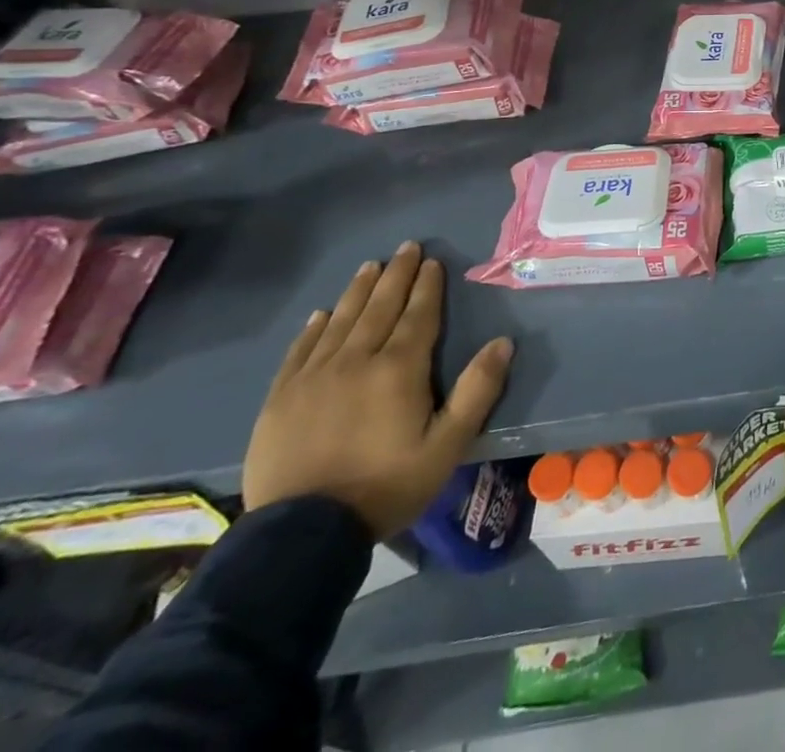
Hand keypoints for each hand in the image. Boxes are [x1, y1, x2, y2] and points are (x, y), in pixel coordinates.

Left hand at [243, 241, 513, 539]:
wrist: (301, 536)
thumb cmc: (386, 486)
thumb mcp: (447, 445)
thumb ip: (477, 390)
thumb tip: (503, 342)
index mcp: (398, 369)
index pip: (418, 315)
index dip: (427, 286)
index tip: (432, 261)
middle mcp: (356, 360)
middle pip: (380, 307)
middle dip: (396, 275)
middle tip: (406, 247)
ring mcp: (313, 377)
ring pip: (341, 320)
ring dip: (359, 291)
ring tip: (370, 266)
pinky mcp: (281, 399)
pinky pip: (301, 350)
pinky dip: (315, 327)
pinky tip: (322, 314)